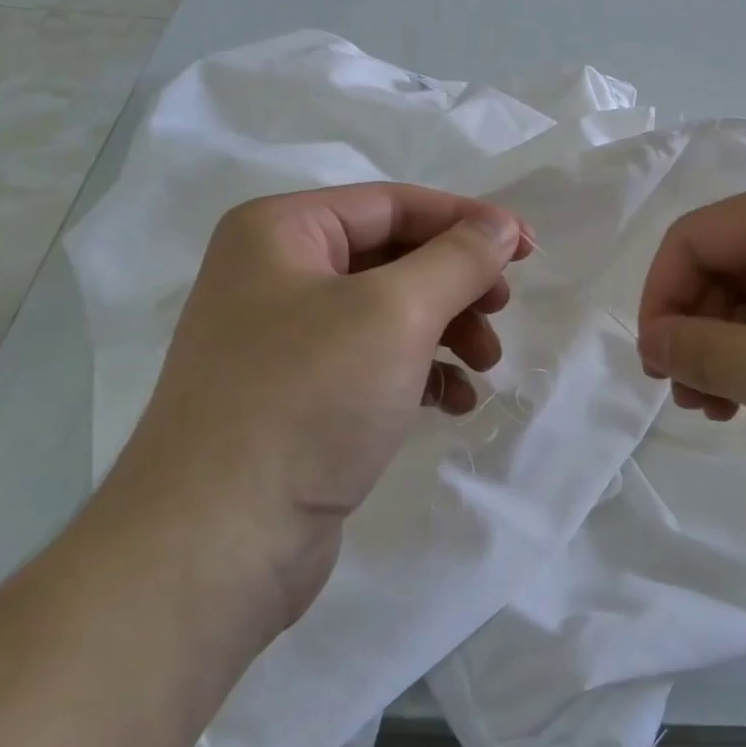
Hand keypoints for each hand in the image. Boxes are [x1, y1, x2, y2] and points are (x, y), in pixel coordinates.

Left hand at [110, 183, 530, 618]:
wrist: (217, 543)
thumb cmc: (308, 400)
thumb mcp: (395, 313)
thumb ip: (457, 258)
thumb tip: (500, 224)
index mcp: (279, 231)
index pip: (392, 203)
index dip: (466, 220)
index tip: (527, 249)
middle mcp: (273, 275)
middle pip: (391, 257)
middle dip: (456, 282)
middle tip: (501, 310)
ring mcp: (281, 341)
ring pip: (387, 313)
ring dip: (445, 330)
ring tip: (486, 365)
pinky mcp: (296, 398)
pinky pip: (372, 364)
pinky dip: (419, 373)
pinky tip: (455, 402)